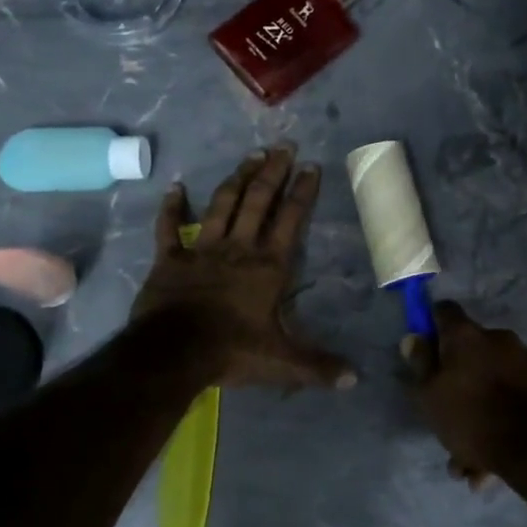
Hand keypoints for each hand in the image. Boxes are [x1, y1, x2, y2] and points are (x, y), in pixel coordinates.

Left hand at [132, 145, 355, 390]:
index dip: (302, 192)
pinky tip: (175, 187)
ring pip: (222, 204)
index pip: (291, 219)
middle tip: (283, 146)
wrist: (175, 352)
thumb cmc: (233, 351)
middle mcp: (239, 248)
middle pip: (258, 201)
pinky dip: (172, 208)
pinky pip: (170, 228)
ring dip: (237, 178)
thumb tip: (355, 379)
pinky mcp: (171, 259)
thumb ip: (318, 366)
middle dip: (273, 172)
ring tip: (251, 155)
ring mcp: (203, 249)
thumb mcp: (283, 362)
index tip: (311, 166)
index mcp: (269, 265)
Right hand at [401, 301, 526, 487]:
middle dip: (459, 378)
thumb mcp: (430, 395)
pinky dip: (503, 416)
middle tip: (448, 413)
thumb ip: (420, 364)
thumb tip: (413, 338)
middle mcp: (498, 337)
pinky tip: (492, 457)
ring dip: (481, 406)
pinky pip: (514, 395)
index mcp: (466, 335)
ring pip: (493, 379)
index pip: (444, 310)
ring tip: (470, 456)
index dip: (432, 324)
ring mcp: (526, 359)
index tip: (426, 347)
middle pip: (471, 349)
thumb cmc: (471, 418)